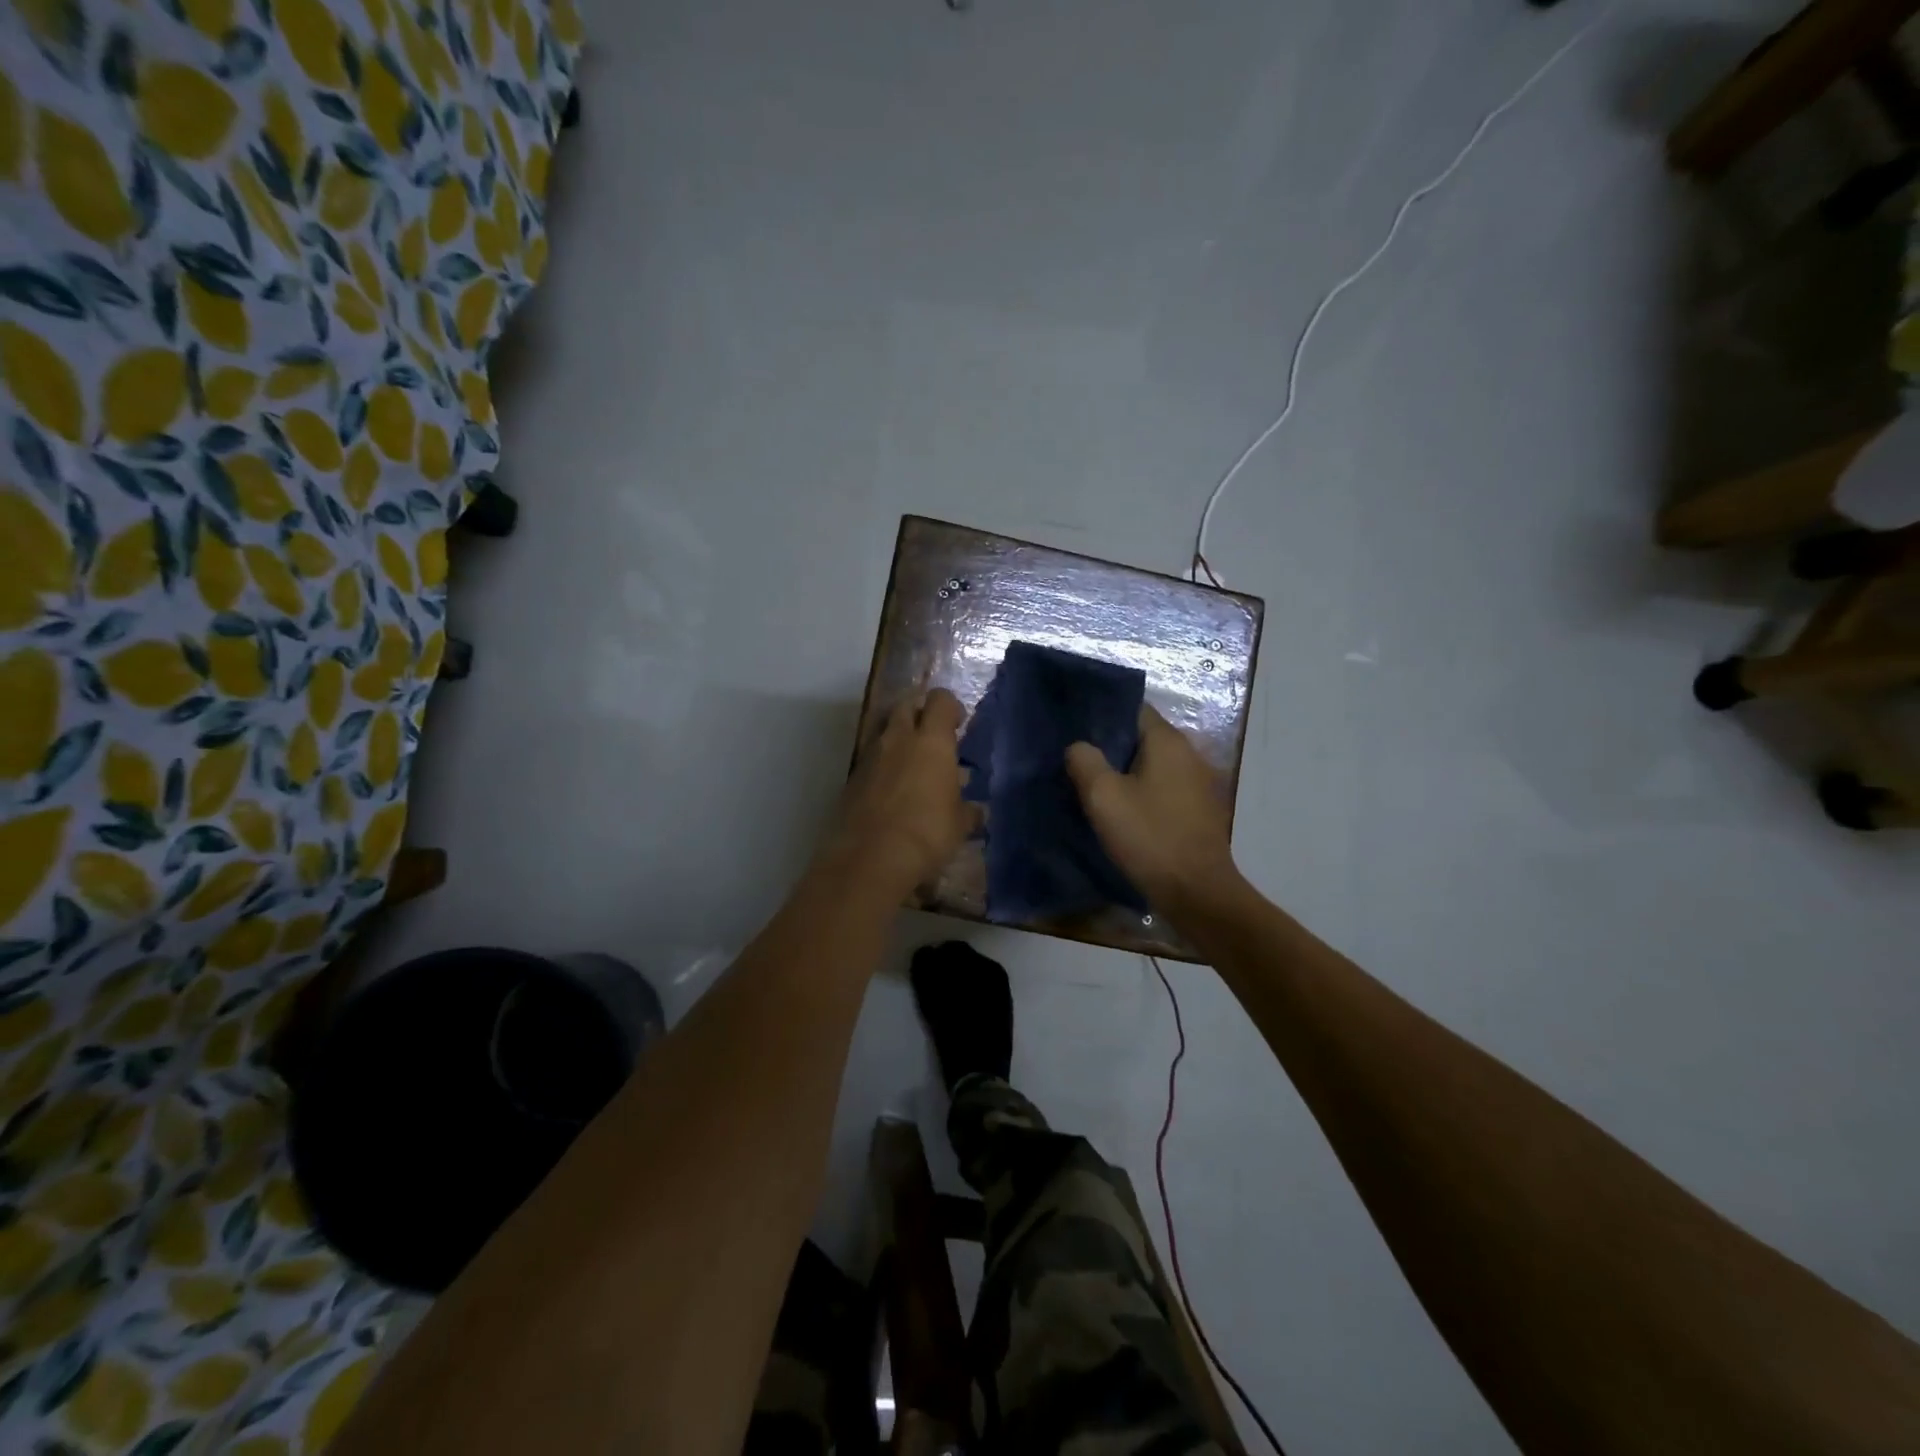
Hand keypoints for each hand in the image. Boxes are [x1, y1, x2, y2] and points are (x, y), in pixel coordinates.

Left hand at [825, 688, 973, 897]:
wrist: (870, 858)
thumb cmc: (927, 833)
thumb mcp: (959, 825)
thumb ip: (968, 811)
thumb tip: (978, 811)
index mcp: (931, 742)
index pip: (941, 701)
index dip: (951, 706)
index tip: (959, 723)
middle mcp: (898, 739)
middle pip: (906, 705)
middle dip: (920, 712)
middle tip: (932, 735)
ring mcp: (870, 756)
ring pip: (884, 731)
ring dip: (898, 738)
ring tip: (912, 763)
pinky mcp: (852, 778)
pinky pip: (870, 759)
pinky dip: (882, 765)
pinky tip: (891, 790)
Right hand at [1066, 706, 1241, 917]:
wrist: (1197, 893)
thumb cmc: (1149, 838)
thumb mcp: (1103, 797)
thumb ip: (1085, 761)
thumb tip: (1079, 747)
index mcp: (1168, 741)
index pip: (1133, 709)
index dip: (1102, 716)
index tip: (1075, 731)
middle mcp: (1190, 753)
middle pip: (1142, 738)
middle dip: (1111, 747)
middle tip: (1077, 762)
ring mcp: (1200, 783)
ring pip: (1153, 766)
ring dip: (1126, 773)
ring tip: (1094, 788)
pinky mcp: (1200, 810)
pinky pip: (1164, 790)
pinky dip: (1143, 794)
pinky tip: (1123, 812)